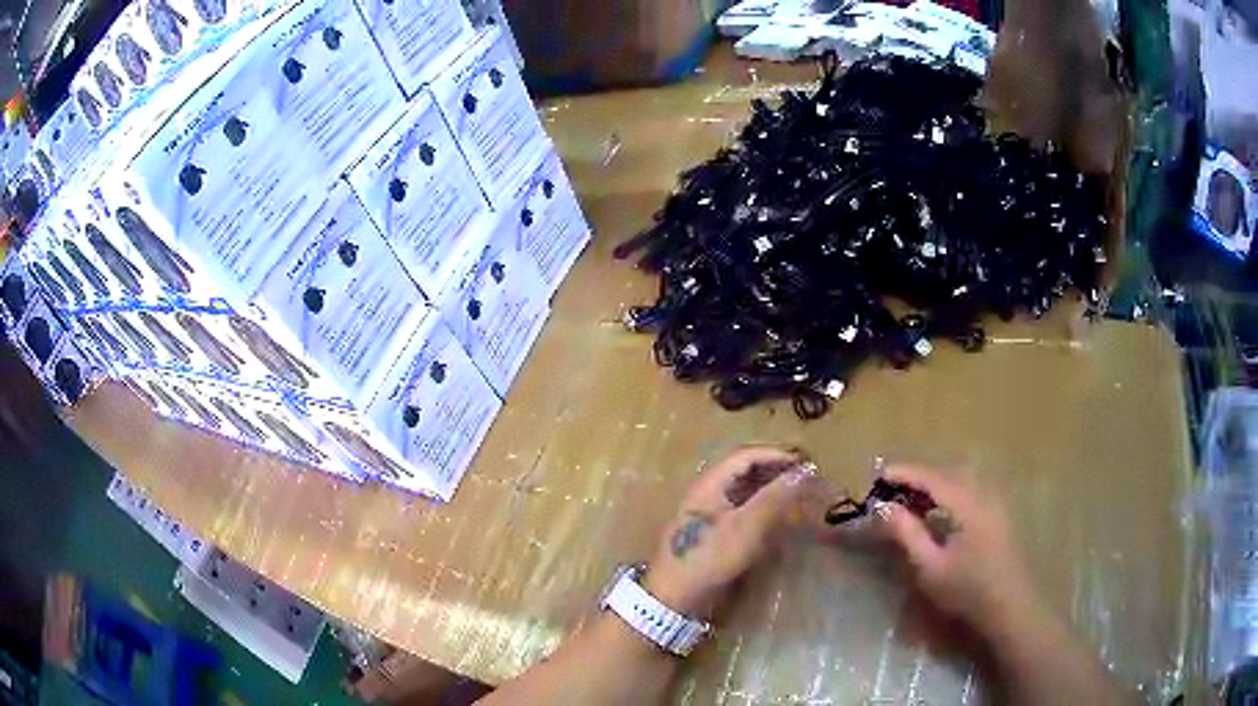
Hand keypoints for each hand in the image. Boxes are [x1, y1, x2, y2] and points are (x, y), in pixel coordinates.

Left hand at [644, 447, 823, 619]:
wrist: (675, 595)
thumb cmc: (709, 558)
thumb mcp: (745, 528)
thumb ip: (773, 498)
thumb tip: (803, 471)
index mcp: (710, 483)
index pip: (746, 456)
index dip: (776, 454)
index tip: (805, 461)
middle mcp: (708, 490)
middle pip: (744, 468)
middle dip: (775, 467)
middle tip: (804, 473)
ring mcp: (709, 510)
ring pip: (743, 487)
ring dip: (769, 483)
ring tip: (796, 488)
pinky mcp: (712, 529)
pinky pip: (740, 504)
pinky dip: (761, 501)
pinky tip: (776, 510)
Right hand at [877, 465, 1041, 634]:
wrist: (1009, 606)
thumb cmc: (967, 590)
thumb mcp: (930, 567)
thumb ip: (907, 534)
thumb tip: (884, 507)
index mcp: (968, 503)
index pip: (932, 477)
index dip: (905, 473)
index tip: (879, 474)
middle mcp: (984, 494)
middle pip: (948, 474)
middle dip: (918, 477)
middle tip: (891, 488)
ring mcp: (995, 502)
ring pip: (961, 481)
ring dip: (934, 485)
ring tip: (910, 498)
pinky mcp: (999, 514)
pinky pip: (970, 491)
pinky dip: (949, 494)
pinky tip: (938, 512)